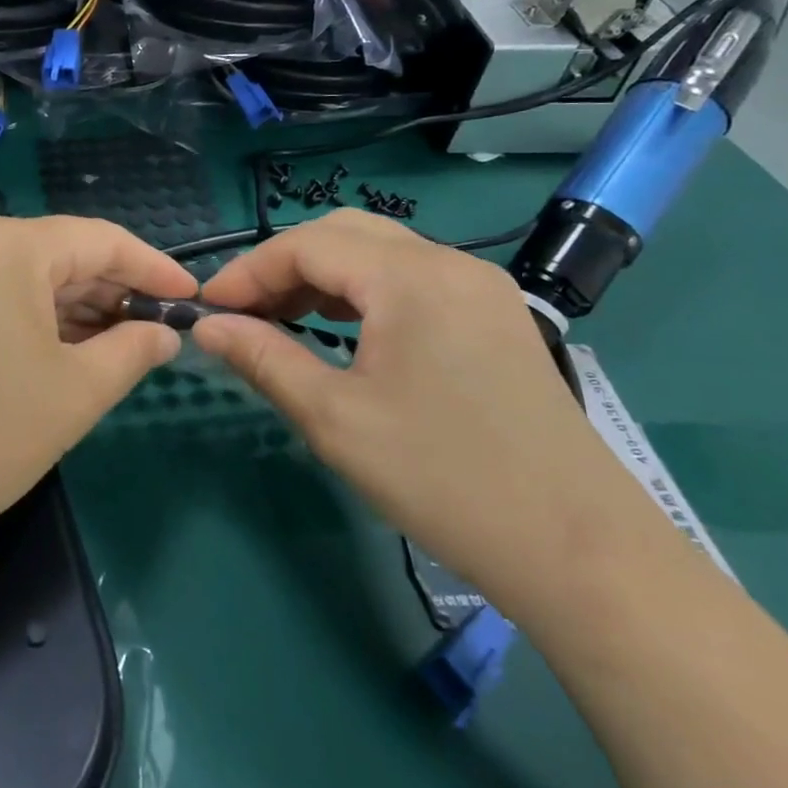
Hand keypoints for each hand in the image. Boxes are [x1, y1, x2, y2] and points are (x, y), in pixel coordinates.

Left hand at [0, 214, 196, 549]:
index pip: (101, 240)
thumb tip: (165, 335)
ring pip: (28, 275)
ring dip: (77, 306)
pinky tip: (68, 347)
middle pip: (62, 253)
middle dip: (114, 290)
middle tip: (160, 328)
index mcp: (9, 243)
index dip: (153, 268)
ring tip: (123, 342)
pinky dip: (37, 316)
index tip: (192, 297)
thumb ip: (133, 350)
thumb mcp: (77, 391)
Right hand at [191, 212, 672, 617]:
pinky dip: (362, 294)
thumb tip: (207, 327)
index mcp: (411, 277)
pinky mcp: (494, 316)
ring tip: (280, 321)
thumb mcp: (335, 419)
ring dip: (321, 278)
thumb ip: (263, 359)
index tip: (207, 308)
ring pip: (378, 254)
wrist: (580, 552)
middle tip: (243, 313)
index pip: (307, 244)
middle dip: (282, 266)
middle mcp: (449, 263)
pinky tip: (341, 331)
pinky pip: (411, 281)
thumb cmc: (443, 479)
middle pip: (342, 234)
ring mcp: (479, 287)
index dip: (247, 271)